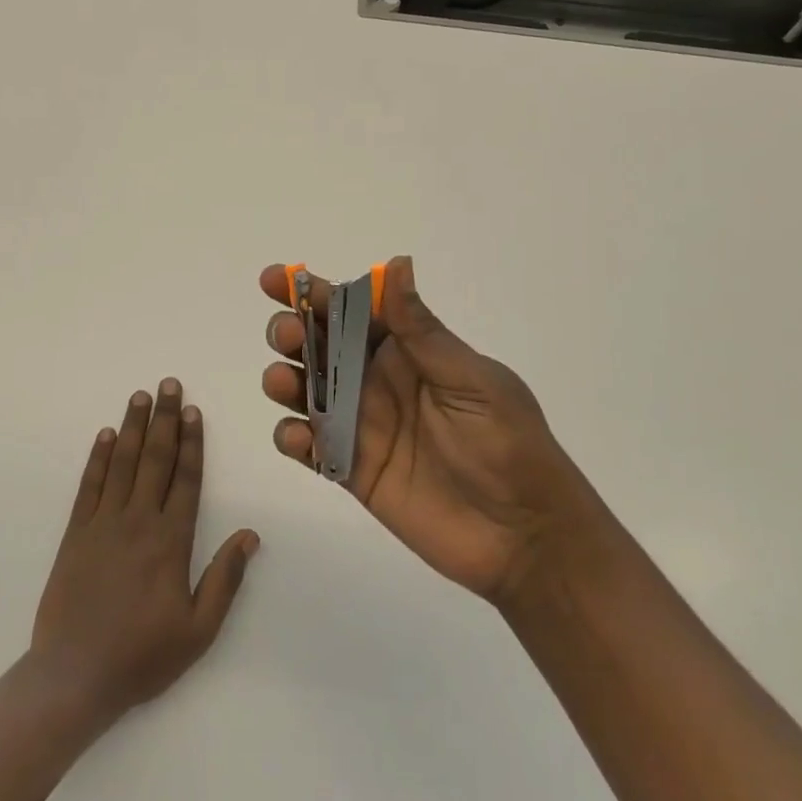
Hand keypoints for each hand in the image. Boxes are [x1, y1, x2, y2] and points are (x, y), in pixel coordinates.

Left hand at [30, 381, 258, 722]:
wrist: (74, 676)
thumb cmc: (142, 656)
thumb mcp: (198, 630)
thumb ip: (225, 579)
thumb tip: (250, 534)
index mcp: (172, 540)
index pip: (186, 478)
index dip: (191, 442)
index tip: (192, 411)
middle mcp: (139, 521)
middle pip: (155, 459)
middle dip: (164, 419)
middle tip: (168, 384)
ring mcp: (104, 524)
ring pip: (122, 463)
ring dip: (132, 427)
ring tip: (140, 396)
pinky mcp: (76, 533)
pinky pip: (89, 486)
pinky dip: (97, 458)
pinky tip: (104, 436)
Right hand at [260, 257, 579, 607]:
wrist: (525, 536)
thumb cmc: (508, 445)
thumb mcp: (471, 381)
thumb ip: (422, 331)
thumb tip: (395, 264)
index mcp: (408, 351)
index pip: (353, 310)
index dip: (313, 292)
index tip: (276, 279)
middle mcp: (376, 381)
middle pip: (318, 346)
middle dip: (291, 331)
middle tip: (288, 335)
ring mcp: (361, 426)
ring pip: (304, 392)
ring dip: (283, 380)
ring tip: (282, 383)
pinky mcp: (351, 470)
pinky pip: (309, 447)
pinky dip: (292, 438)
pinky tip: (300, 439)